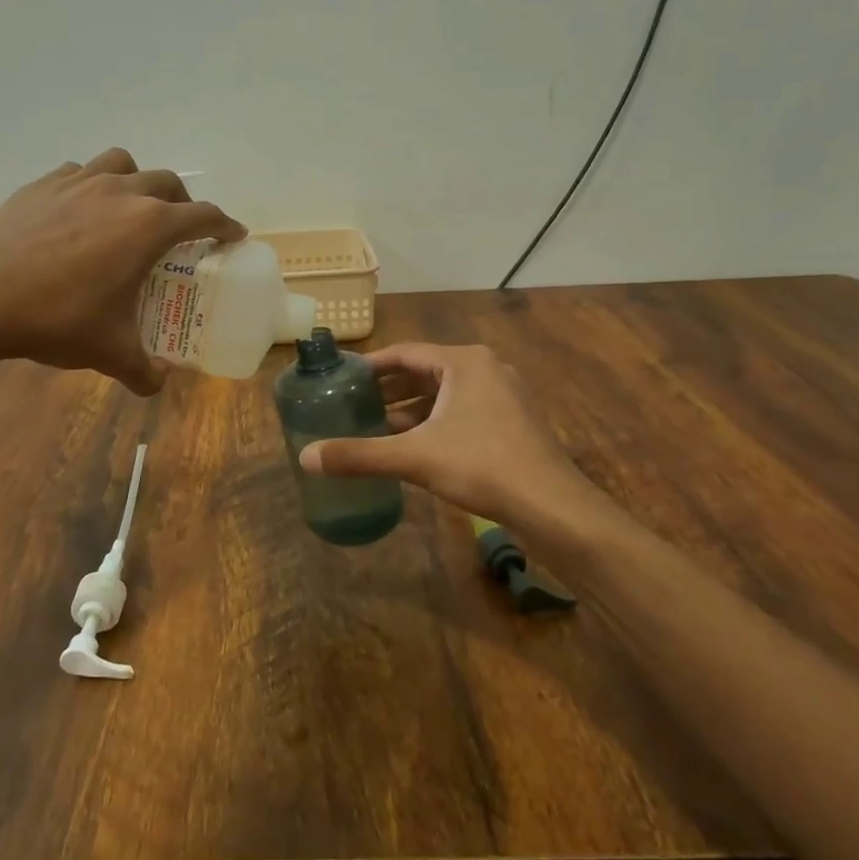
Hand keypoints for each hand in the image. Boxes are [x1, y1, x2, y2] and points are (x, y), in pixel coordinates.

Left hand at [0, 148, 244, 393]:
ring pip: (123, 164)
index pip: (203, 215)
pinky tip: (79, 213)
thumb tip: (158, 385)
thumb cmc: (56, 319)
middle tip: (179, 231)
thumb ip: (143, 371)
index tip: (232, 235)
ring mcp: (78, 182)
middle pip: (168, 183)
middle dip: (183, 203)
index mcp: (148, 226)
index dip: (224, 225)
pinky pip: (80, 172)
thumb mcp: (109, 351)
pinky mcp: (42, 184)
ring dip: (138, 182)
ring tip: (130, 210)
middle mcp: (120, 192)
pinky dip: (91, 186)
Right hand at [298, 342, 586, 523]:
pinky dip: (435, 421)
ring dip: (411, 408)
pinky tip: (415, 445)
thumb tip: (305, 457)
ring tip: (377, 426)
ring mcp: (503, 394)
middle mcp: (485, 368)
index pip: (405, 353)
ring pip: (444, 393)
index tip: (342, 378)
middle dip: (389, 389)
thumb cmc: (482, 466)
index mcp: (463, 362)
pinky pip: (462, 410)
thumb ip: (360, 455)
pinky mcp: (512, 421)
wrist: (553, 506)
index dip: (370, 366)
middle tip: (354, 404)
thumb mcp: (414, 457)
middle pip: (424, 371)